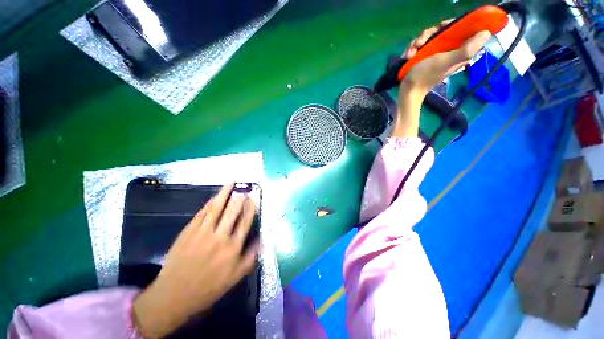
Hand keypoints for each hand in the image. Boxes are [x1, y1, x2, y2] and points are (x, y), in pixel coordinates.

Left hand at [133, 183, 257, 337]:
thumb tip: (262, 240)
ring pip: (216, 208)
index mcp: (232, 248)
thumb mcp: (235, 277)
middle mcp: (220, 237)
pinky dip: (209, 203)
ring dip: (224, 194)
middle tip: (244, 189)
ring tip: (230, 183)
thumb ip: (250, 257)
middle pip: (232, 212)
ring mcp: (202, 232)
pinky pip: (201, 213)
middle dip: (239, 199)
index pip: (245, 222)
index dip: (250, 209)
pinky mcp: (188, 232)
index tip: (254, 198)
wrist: (174, 295)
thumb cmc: (208, 287)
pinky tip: (214, 197)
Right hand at [401, 20, 491, 94]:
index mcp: (459, 51)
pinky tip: (408, 56)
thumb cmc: (425, 76)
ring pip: (429, 37)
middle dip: (429, 34)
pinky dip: (412, 49)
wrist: (407, 91)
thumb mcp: (446, 61)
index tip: (443, 28)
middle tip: (421, 43)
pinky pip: (419, 45)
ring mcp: (434, 53)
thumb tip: (487, 33)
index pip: (463, 30)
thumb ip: (466, 49)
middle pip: (443, 30)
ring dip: (417, 42)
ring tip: (412, 53)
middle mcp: (448, 50)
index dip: (455, 24)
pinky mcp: (423, 56)